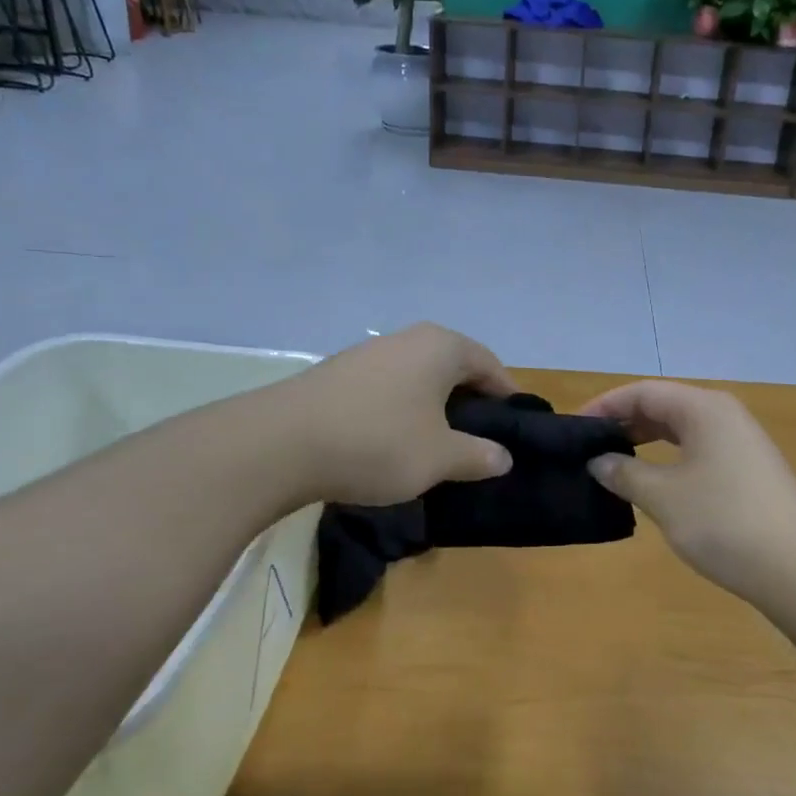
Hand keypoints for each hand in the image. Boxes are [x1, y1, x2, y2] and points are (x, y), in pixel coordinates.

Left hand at [275, 324, 515, 506]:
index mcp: (441, 347)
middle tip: (479, 437)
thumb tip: (504, 457)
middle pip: (453, 366)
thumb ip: (478, 456)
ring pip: (419, 376)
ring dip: (434, 405)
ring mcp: (369, 352)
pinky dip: (402, 408)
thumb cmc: (378, 442)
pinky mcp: (339, 372)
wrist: (280, 444)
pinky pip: (388, 386)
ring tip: (438, 442)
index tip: (515, 425)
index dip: (507, 395)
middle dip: (470, 400)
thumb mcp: (439, 457)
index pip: (489, 365)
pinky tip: (394, 439)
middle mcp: (407, 339)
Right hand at [579, 380, 795, 603]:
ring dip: (646, 442)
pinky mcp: (749, 469)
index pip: (644, 392)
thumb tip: (599, 462)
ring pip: (682, 429)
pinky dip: (670, 458)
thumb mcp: (663, 497)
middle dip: (624, 423)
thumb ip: (625, 473)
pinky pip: (699, 449)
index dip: (605, 406)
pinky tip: (654, 482)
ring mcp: (742, 442)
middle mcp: (725, 415)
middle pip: (664, 405)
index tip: (575, 429)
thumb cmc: (724, 522)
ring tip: (614, 463)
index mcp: (704, 408)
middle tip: (590, 448)